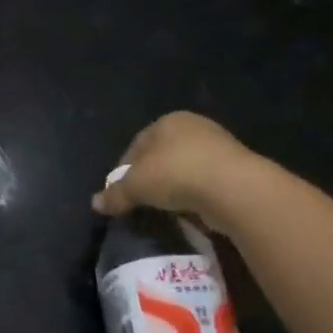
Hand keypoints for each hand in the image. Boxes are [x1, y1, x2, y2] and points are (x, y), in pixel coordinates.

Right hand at [90, 111, 264, 231]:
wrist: (233, 188)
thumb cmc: (175, 174)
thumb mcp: (135, 186)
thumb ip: (114, 194)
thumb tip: (95, 204)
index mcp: (167, 121)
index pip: (135, 146)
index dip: (123, 171)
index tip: (120, 194)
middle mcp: (193, 127)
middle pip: (160, 156)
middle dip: (149, 179)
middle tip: (139, 202)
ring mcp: (219, 146)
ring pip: (183, 169)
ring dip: (172, 188)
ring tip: (163, 210)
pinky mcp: (236, 168)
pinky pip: (204, 182)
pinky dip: (194, 195)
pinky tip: (188, 211)